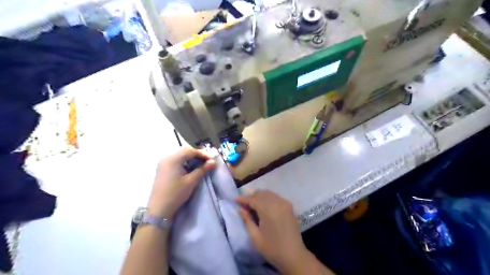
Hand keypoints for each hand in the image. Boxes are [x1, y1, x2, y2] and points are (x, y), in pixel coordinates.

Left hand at [147, 148, 215, 218]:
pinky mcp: (162, 168)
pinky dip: (184, 161)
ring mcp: (163, 163)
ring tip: (200, 164)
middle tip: (207, 161)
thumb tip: (213, 162)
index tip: (212, 159)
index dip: (203, 154)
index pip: (191, 151)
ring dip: (191, 158)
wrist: (159, 209)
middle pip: (185, 151)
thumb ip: (203, 169)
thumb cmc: (176, 194)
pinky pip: (175, 160)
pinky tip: (190, 168)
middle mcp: (166, 157)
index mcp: (173, 159)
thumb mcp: (191, 181)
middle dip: (197, 154)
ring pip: (180, 155)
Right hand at [236, 191, 309, 272]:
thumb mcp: (255, 236)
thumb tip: (240, 209)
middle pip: (261, 193)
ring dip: (259, 196)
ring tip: (252, 205)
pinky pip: (275, 197)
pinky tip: (264, 206)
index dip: (243, 199)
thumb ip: (247, 220)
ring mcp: (284, 203)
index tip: (235, 199)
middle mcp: (277, 202)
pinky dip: (268, 198)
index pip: (253, 199)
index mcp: (268, 209)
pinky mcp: (289, 206)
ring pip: (268, 193)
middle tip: (244, 204)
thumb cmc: (272, 248)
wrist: (294, 255)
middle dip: (251, 197)